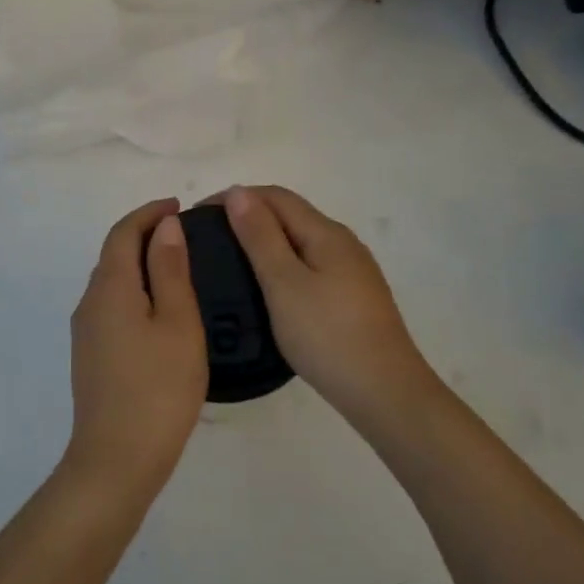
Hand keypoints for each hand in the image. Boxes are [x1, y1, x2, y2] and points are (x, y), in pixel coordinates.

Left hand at [64, 199, 207, 501]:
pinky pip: (112, 307)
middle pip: (113, 255)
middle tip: (184, 234)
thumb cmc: (158, 387)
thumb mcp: (178, 322)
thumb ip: (171, 270)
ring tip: (178, 267)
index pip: (122, 232)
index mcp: (110, 288)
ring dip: (140, 265)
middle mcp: (89, 303)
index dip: (148, 213)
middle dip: (144, 235)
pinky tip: (160, 310)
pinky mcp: (91, 357)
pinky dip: (135, 292)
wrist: (117, 459)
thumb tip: (165, 226)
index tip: (178, 205)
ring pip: (112, 283)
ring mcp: (86, 333)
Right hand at [215, 186, 441, 427]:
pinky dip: (282, 264)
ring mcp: (352, 271)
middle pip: (290, 215)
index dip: (236, 197)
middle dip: (248, 215)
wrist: (384, 391)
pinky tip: (267, 288)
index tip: (199, 216)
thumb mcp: (284, 283)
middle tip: (209, 240)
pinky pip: (310, 265)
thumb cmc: (326, 335)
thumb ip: (260, 236)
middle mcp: (343, 243)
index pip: (275, 196)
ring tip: (230, 261)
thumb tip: (239, 192)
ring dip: (264, 240)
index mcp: (326, 233)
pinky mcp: (353, 297)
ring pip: (300, 241)